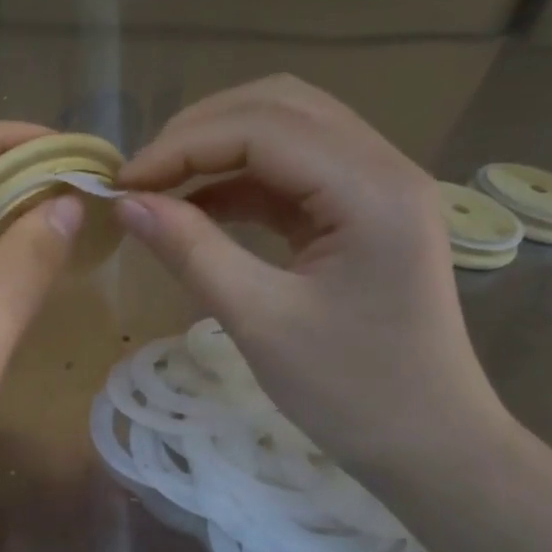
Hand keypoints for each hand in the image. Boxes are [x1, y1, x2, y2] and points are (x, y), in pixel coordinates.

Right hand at [115, 75, 506, 472]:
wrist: (429, 444)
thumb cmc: (351, 392)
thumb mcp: (259, 321)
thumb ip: (191, 251)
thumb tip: (126, 204)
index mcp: (371, 189)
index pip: (262, 128)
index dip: (182, 146)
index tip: (122, 185)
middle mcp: (383, 167)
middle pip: (279, 107)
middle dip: (199, 132)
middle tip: (141, 178)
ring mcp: (377, 187)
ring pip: (287, 130)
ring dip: (219, 148)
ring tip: (161, 187)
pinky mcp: (362, 213)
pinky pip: (293, 173)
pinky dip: (240, 182)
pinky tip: (199, 209)